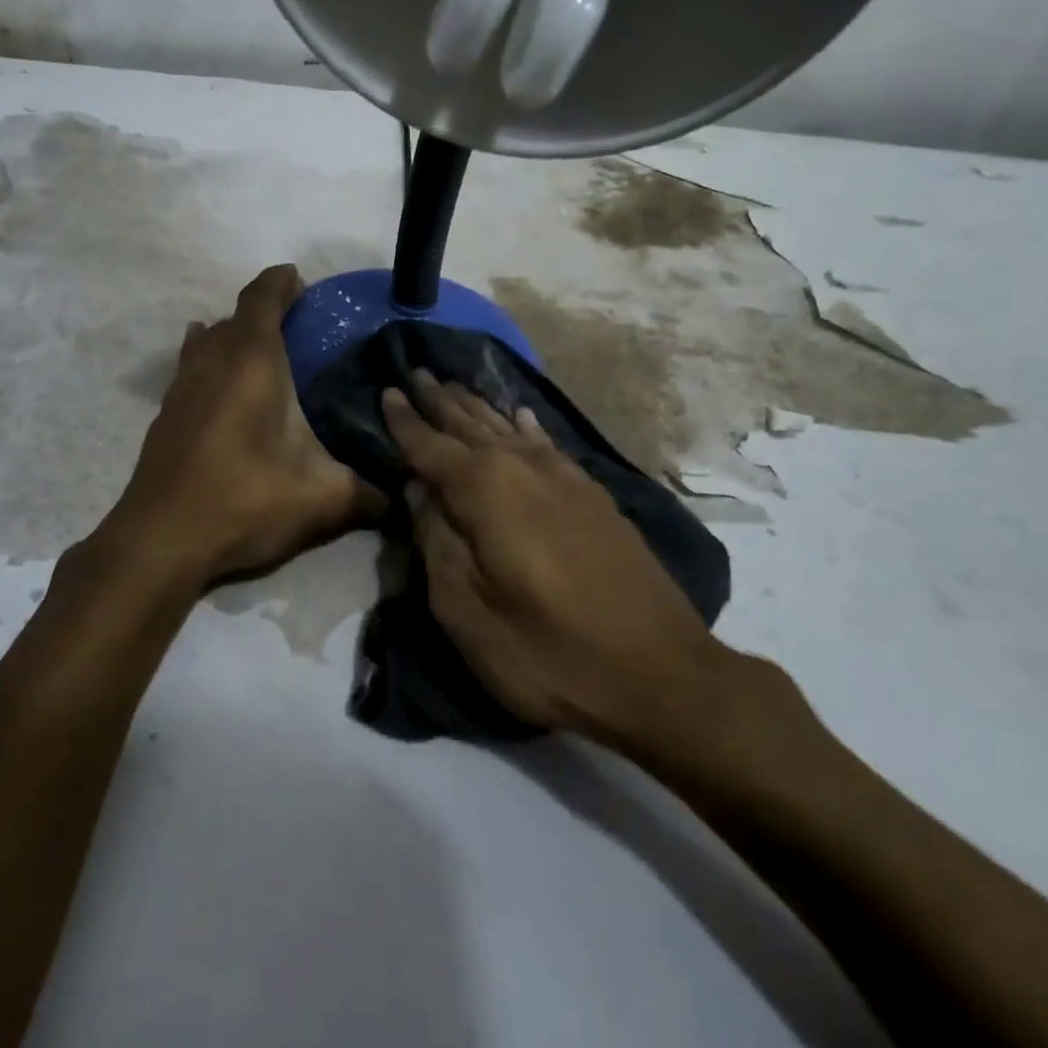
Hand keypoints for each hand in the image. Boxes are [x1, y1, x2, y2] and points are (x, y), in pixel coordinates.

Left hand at [105, 265, 378, 589]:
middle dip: (265, 311)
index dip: (281, 282)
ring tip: (263, 351)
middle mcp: (212, 362)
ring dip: (234, 335)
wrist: (160, 541)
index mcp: (252, 363)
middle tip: (300, 327)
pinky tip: (219, 382)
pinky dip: (209, 360)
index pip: (262, 298)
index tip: (301, 281)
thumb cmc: (244, 502)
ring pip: (208, 340)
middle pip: (236, 317)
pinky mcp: (165, 414)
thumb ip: (367, 494)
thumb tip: (401, 500)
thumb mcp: (320, 499)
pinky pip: (190, 366)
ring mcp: (182, 386)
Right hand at [383, 373, 735, 760]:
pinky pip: (547, 445)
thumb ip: (435, 541)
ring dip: (477, 407)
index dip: (405, 420)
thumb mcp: (466, 611)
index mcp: (485, 490)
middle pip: (470, 426)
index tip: (386, 391)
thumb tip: (418, 490)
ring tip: (454, 385)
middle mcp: (523, 468)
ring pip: (508, 429)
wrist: (660, 675)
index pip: (430, 446)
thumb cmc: (548, 651)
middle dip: (440, 401)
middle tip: (417, 372)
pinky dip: (526, 427)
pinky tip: (520, 416)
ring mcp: (564, 478)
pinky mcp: (593, 496)